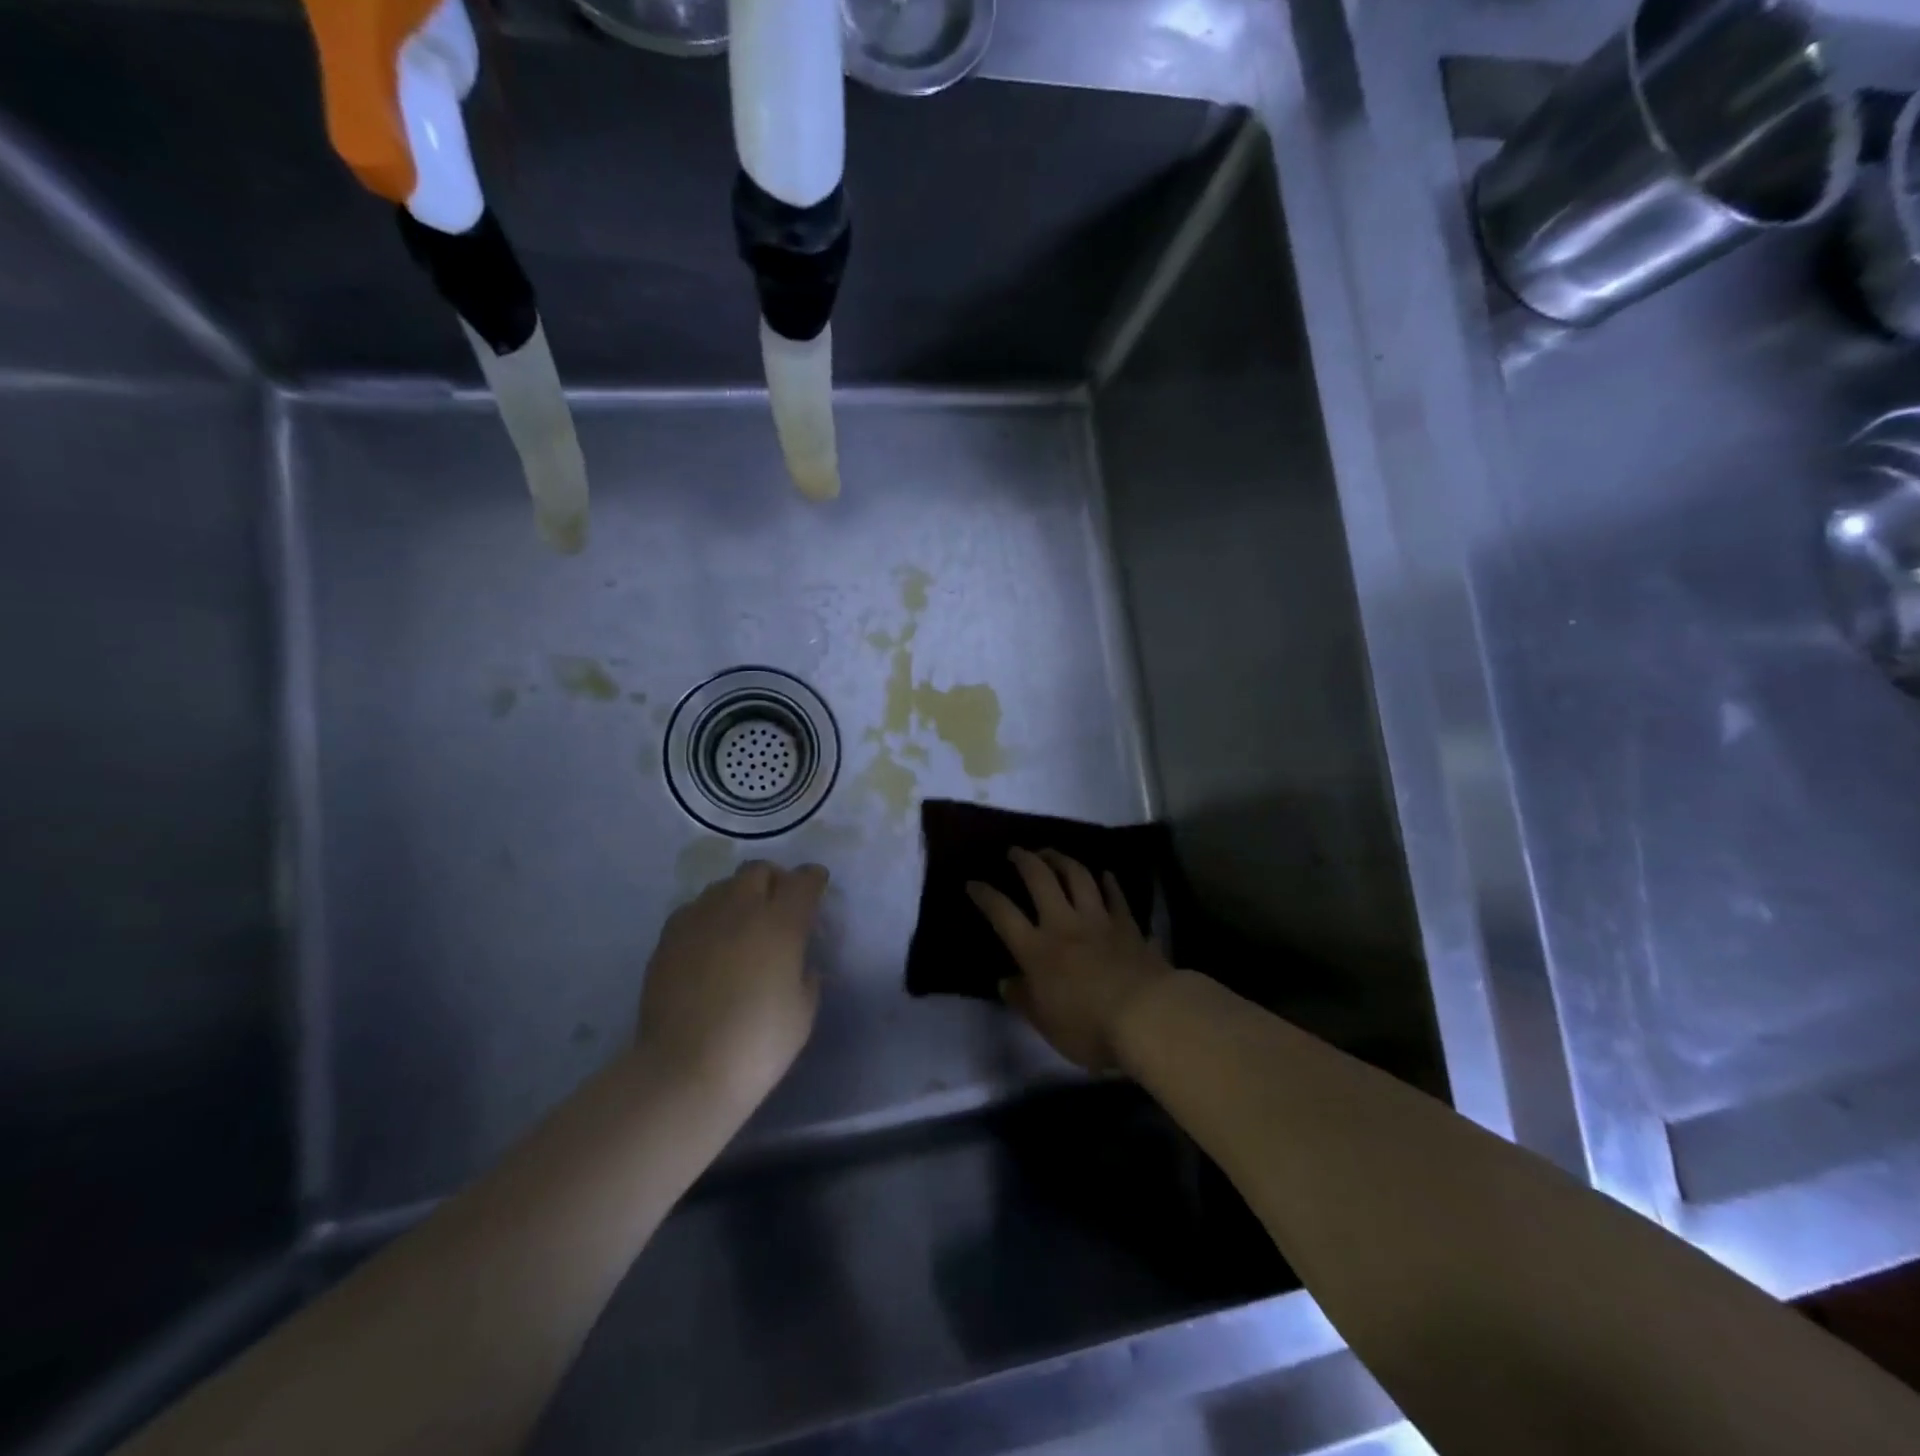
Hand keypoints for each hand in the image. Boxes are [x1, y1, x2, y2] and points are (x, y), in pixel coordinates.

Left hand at [637, 860, 827, 1110]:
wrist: (684, 1070)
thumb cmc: (757, 1044)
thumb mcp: (802, 1013)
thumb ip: (806, 977)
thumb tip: (799, 965)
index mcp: (781, 922)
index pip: (803, 881)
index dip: (813, 880)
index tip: (817, 887)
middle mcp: (740, 908)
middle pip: (759, 871)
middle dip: (774, 880)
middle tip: (779, 904)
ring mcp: (699, 919)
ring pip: (723, 885)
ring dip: (740, 894)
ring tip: (743, 921)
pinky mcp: (668, 938)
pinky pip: (694, 908)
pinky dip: (709, 915)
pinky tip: (710, 940)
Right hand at [967, 848, 1173, 1071]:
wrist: (1148, 1016)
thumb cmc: (1089, 1027)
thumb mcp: (1046, 1024)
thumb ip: (1024, 999)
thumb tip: (1006, 981)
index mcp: (1037, 950)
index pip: (1003, 913)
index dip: (985, 895)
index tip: (973, 882)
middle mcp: (1064, 925)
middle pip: (1041, 880)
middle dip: (1025, 860)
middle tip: (1015, 851)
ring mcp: (1099, 920)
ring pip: (1079, 877)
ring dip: (1062, 860)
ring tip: (1052, 853)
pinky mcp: (1129, 925)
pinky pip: (1116, 896)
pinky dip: (1109, 883)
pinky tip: (1105, 874)